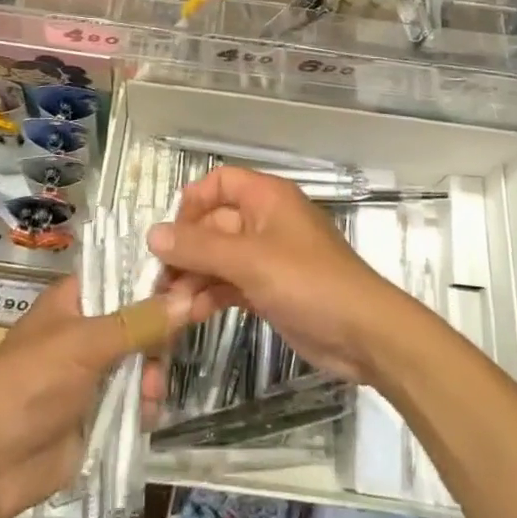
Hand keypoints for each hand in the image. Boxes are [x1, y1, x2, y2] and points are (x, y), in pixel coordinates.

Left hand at [0, 278, 197, 517]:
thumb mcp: (85, 344)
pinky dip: (146, 403)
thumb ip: (139, 322)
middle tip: (172, 345)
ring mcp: (94, 372)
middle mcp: (88, 329)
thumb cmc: (30, 383)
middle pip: (140, 317)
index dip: (157, 276)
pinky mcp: (100, 412)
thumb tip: (191, 296)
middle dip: (159, 333)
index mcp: (75, 299)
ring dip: (153, 372)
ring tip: (151, 390)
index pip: (124, 273)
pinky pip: (137, 398)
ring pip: (143, 359)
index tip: (193, 279)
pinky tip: (147, 413)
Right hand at [147, 167, 405, 384]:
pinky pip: (231, 283)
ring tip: (172, 308)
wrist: (364, 334)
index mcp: (266, 198)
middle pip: (214, 224)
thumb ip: (199, 247)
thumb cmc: (309, 282)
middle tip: (160, 285)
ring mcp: (268, 257)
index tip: (169, 236)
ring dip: (195, 278)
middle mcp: (265, 220)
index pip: (219, 183)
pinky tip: (191, 316)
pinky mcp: (270, 289)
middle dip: (187, 251)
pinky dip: (211, 295)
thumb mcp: (250, 261)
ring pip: (219, 258)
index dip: (191, 204)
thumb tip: (152, 233)